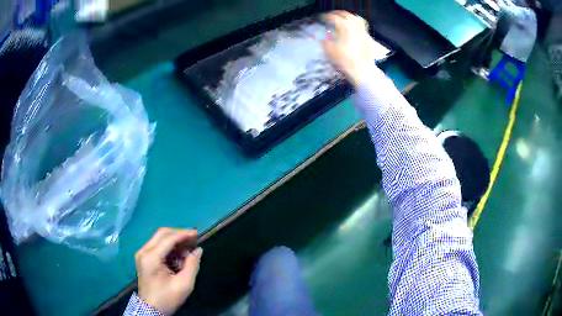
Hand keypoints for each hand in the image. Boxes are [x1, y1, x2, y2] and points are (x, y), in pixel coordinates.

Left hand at [135, 228, 202, 314]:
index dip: (183, 234)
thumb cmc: (167, 298)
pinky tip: (179, 257)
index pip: (168, 238)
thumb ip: (192, 265)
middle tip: (194, 239)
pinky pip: (158, 246)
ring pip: (160, 239)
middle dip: (179, 234)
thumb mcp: (184, 285)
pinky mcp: (144, 258)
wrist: (151, 309)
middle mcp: (144, 251)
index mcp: (151, 257)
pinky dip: (170, 248)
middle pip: (162, 234)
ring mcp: (142, 254)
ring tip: (188, 251)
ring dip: (175, 242)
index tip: (197, 234)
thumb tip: (198, 250)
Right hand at [322, 11, 379, 86]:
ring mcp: (363, 31)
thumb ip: (324, 40)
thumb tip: (324, 35)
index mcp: (343, 26)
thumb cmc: (344, 61)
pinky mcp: (368, 38)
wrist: (362, 70)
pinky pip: (362, 27)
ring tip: (344, 19)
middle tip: (331, 16)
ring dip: (349, 16)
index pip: (332, 17)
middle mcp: (354, 26)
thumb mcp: (328, 51)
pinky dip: (356, 24)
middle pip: (345, 14)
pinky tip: (353, 29)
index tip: (321, 18)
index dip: (325, 17)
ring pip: (356, 18)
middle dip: (337, 13)